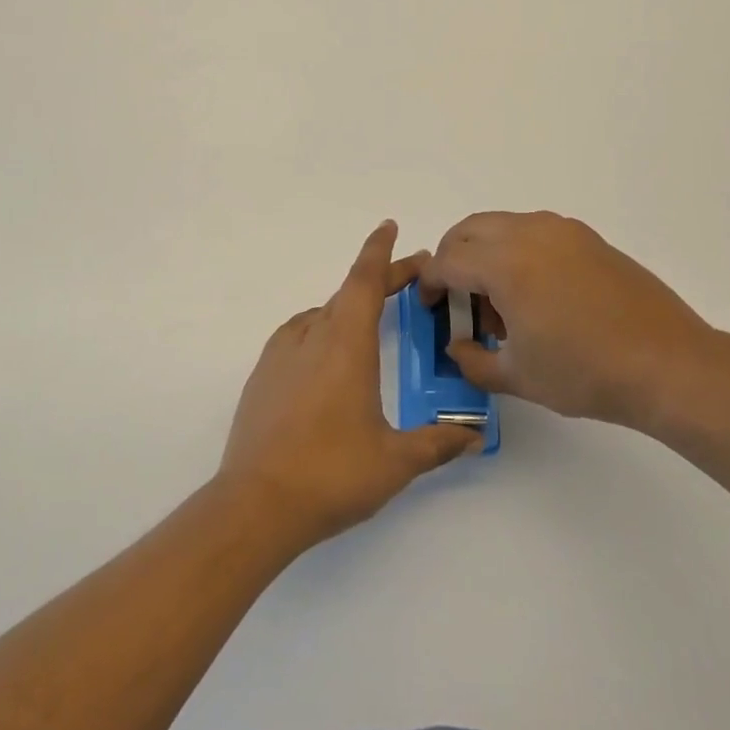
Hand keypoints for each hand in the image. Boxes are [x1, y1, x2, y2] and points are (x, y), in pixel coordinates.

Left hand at [217, 221, 482, 546]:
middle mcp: (311, 336)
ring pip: (321, 314)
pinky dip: (321, 331)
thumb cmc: (331, 474)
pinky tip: (328, 358)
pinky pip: (298, 336)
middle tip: (409, 281)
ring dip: (349, 308)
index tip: (389, 226)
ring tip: (371, 323)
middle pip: (348, 293)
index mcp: (346, 344)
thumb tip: (472, 435)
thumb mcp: (395, 461)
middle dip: (379, 281)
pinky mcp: (261, 376)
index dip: (380, 251)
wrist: (256, 503)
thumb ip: (437, 443)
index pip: (365, 280)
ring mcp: (280, 354)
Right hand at [420, 211, 726, 431]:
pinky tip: (536, 295)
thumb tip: (458, 347)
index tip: (430, 308)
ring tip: (501, 303)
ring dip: (484, 253)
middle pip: (468, 230)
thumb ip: (473, 361)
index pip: (447, 261)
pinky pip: (534, 232)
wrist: (669, 365)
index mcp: (505, 264)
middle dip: (451, 260)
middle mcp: (529, 233)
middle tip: (457, 299)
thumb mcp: (518, 377)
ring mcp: (562, 231)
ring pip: (501, 226)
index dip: (428, 284)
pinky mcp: (588, 238)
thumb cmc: (586, 373)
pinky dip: (516, 251)